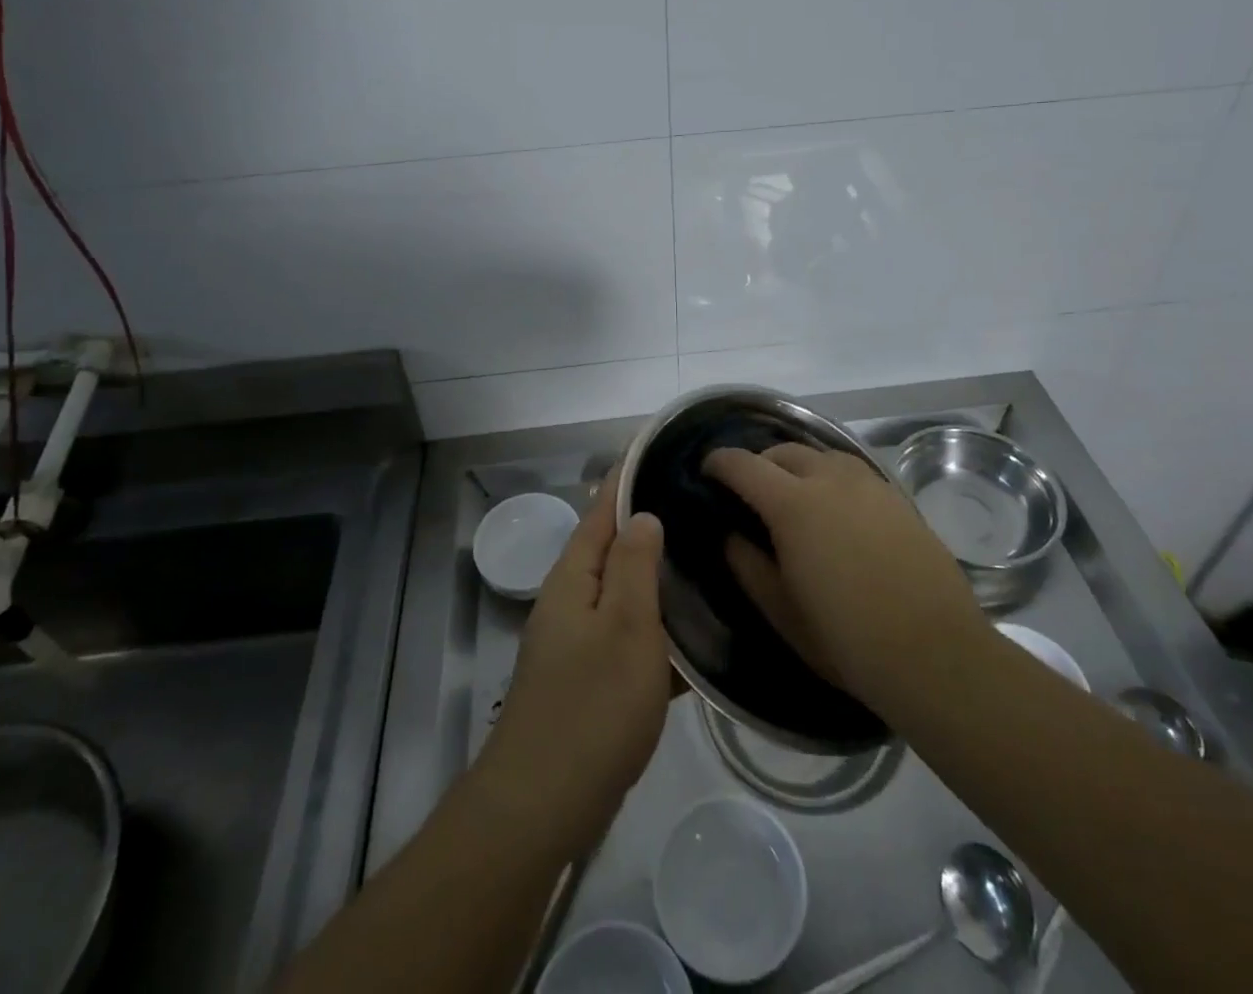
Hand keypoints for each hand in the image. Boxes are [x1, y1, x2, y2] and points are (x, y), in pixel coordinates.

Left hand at [477, 475, 670, 858]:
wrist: (544, 805)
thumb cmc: (592, 705)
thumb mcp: (626, 625)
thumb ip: (635, 565)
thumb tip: (641, 514)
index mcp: (574, 576)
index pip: (603, 508)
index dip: (628, 477)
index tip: (660, 447)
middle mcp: (571, 600)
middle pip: (614, 548)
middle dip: (650, 525)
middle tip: (701, 505)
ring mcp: (578, 642)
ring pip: (626, 594)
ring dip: (660, 578)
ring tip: (709, 559)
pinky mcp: (590, 681)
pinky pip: (630, 637)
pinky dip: (660, 630)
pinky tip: (698, 635)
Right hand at [707, 443, 990, 721]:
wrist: (936, 654)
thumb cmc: (848, 640)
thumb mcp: (782, 613)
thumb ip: (749, 567)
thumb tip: (732, 537)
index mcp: (793, 505)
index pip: (744, 465)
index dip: (720, 462)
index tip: (707, 470)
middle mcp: (829, 480)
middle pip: (783, 451)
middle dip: (759, 462)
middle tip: (750, 490)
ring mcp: (869, 485)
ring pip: (822, 454)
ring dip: (798, 465)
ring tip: (794, 494)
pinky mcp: (898, 498)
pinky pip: (853, 470)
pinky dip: (832, 476)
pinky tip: (837, 508)